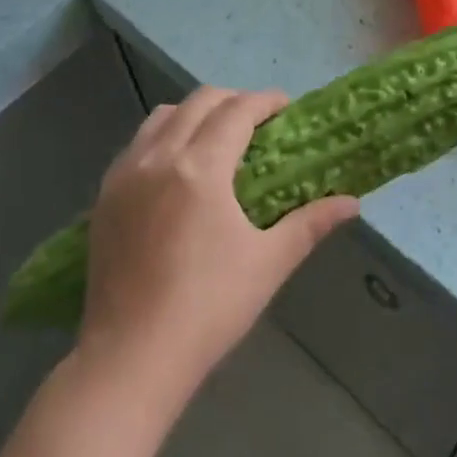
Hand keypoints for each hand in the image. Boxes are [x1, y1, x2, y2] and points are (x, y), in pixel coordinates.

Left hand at [78, 87, 359, 404]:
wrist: (131, 355)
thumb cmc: (209, 308)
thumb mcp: (268, 263)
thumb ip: (310, 223)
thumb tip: (352, 203)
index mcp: (201, 168)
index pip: (236, 111)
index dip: (264, 101)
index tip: (286, 106)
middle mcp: (159, 156)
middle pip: (198, 102)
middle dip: (232, 100)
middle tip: (257, 122)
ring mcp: (125, 173)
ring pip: (161, 117)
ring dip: (193, 114)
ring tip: (215, 139)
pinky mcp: (104, 195)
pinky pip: (136, 144)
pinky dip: (162, 137)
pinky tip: (175, 168)